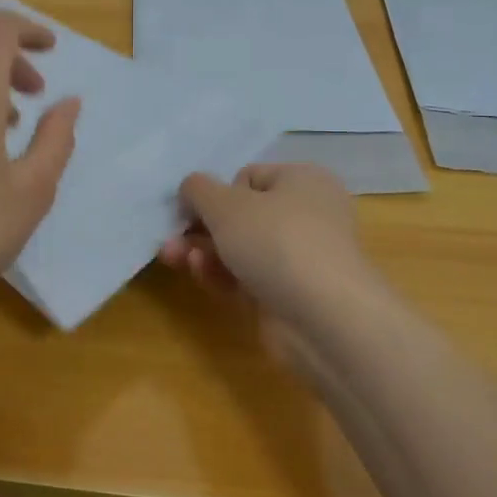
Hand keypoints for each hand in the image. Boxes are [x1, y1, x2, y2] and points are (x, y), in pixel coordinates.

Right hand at [158, 162, 376, 329]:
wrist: (324, 319)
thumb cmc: (276, 241)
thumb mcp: (226, 204)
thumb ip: (198, 189)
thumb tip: (191, 188)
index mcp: (304, 181)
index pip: (249, 177)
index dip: (219, 192)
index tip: (196, 208)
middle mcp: (307, 215)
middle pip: (242, 215)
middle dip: (202, 226)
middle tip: (172, 237)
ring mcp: (299, 259)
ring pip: (240, 248)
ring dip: (204, 251)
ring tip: (173, 257)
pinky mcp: (289, 295)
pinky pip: (247, 277)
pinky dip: (221, 274)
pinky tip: (199, 274)